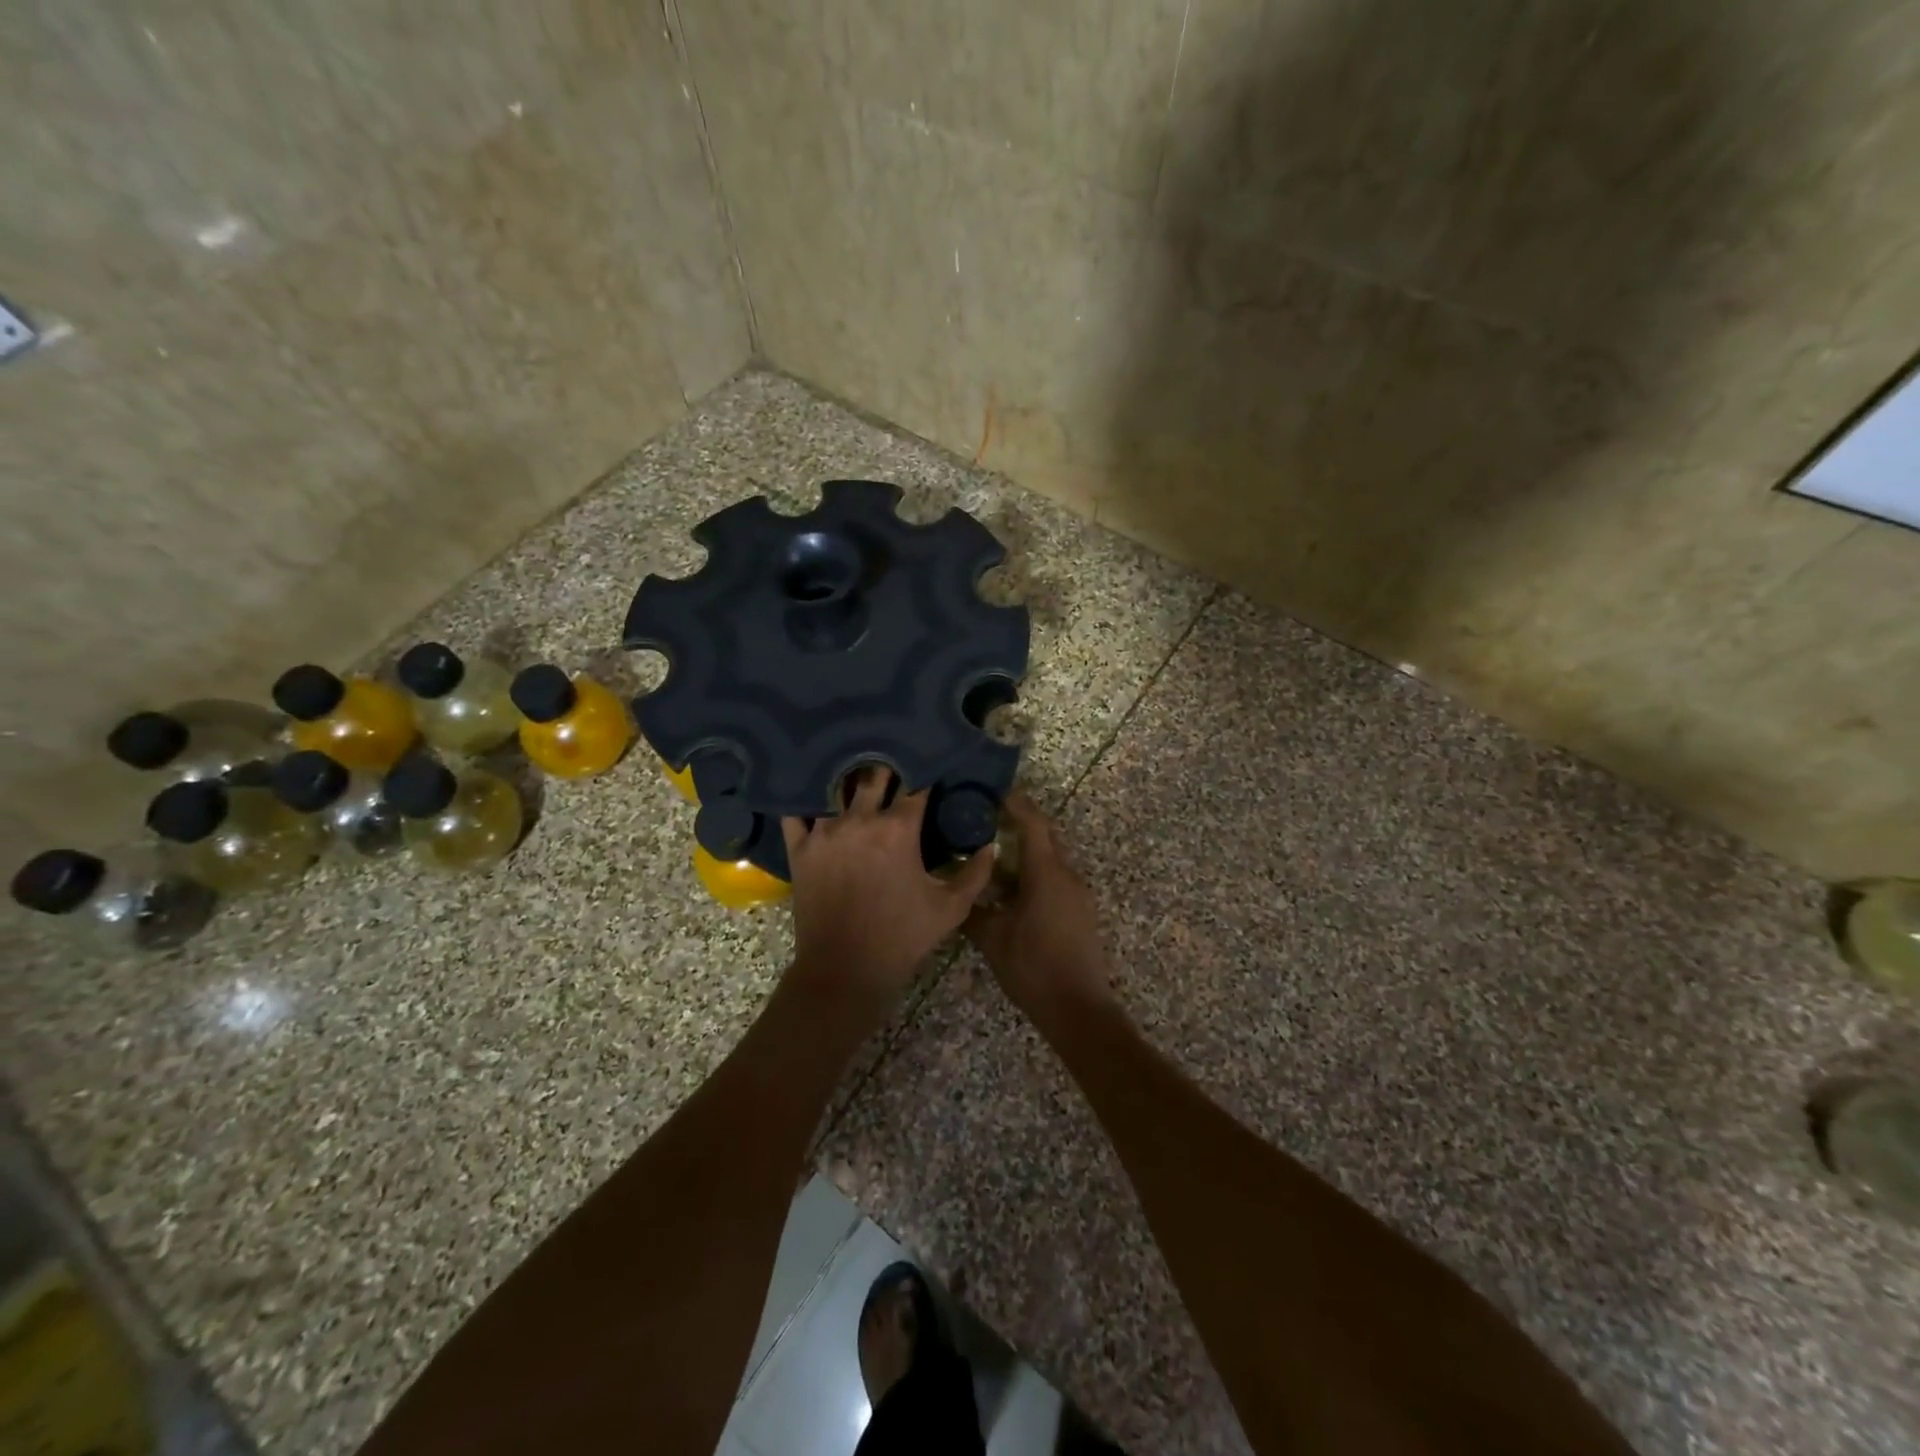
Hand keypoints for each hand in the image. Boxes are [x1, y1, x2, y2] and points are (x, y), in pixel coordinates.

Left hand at [782, 766, 995, 1008]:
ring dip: (849, 779)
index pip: (916, 785)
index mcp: (899, 829)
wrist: (845, 970)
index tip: (930, 768)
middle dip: (888, 768)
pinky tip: (813, 796)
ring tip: (855, 773)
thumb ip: (976, 873)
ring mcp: (824, 832)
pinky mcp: (800, 848)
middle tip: (894, 765)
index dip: (925, 773)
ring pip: (836, 787)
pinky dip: (805, 801)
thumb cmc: (902, 938)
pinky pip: (796, 812)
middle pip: (874, 775)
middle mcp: (860, 819)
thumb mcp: (951, 908)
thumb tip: (990, 846)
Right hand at [964, 793, 1115, 1025]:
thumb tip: (954, 892)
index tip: (993, 789)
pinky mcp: (1079, 910)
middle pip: (1045, 835)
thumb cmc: (1033, 968)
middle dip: (1019, 821)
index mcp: (1047, 873)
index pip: (1032, 823)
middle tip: (986, 815)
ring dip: (1025, 849)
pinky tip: (1009, 885)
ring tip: (992, 849)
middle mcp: (1067, 874)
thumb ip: (972, 910)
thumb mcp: (992, 939)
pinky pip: (1055, 877)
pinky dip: (1033, 871)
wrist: (1078, 1008)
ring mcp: (1077, 893)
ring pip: (1050, 857)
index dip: (1015, 803)